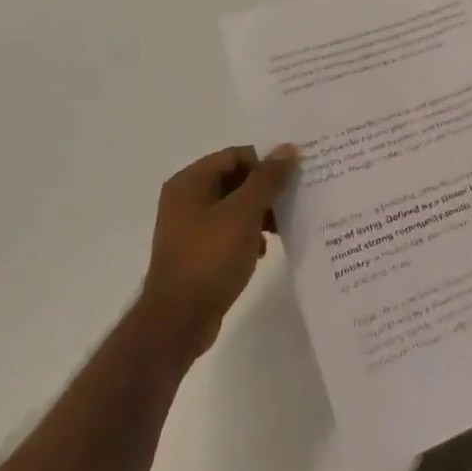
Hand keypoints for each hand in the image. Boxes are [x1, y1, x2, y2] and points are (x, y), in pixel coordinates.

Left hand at [138, 146, 296, 359]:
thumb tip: (288, 148)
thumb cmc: (209, 259)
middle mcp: (186, 199)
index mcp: (190, 182)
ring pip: (234, 207)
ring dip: (259, 213)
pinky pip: (229, 231)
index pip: (235, 156)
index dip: (265, 163)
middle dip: (265, 190)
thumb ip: (267, 179)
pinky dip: (248, 234)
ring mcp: (190, 227)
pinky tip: (263, 250)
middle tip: (293, 200)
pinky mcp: (198, 252)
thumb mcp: (244, 214)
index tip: (293, 178)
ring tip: (283, 227)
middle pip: (235, 180)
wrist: (178, 321)